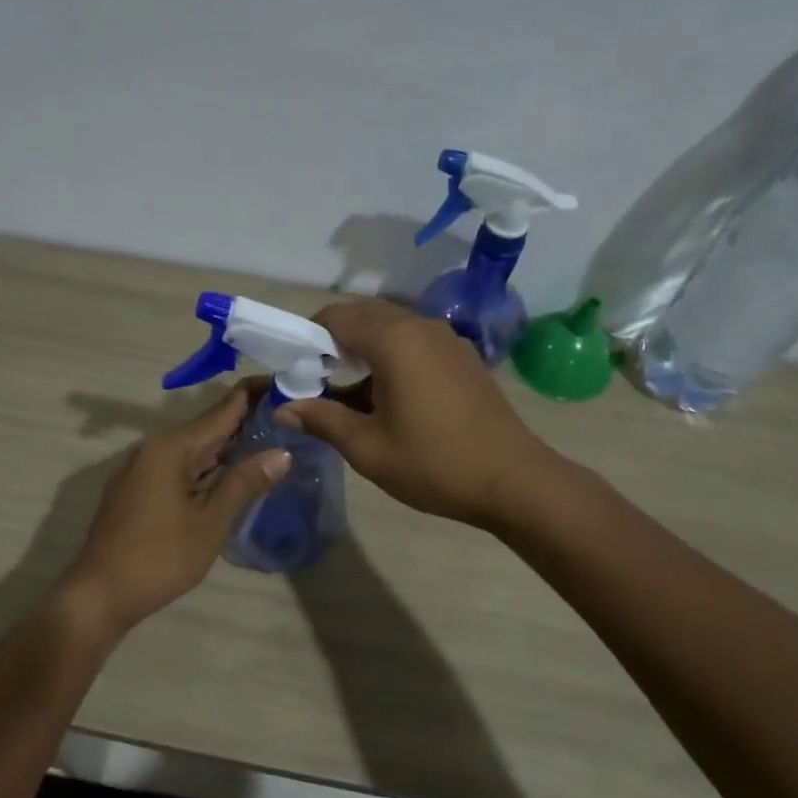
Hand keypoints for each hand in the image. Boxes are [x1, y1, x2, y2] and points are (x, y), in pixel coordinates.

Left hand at [58, 381, 289, 634]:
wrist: (99, 594)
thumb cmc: (159, 558)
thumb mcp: (210, 522)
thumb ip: (245, 483)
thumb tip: (282, 453)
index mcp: (173, 447)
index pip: (223, 409)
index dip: (255, 395)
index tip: (288, 382)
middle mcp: (155, 448)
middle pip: (209, 426)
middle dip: (248, 420)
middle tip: (291, 415)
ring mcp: (144, 469)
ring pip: (195, 449)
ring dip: (229, 445)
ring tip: (272, 438)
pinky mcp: (140, 490)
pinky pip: (182, 467)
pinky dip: (210, 466)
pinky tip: (233, 473)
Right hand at [275, 299, 551, 525]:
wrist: (514, 480)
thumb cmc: (434, 463)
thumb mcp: (368, 447)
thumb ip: (321, 420)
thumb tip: (283, 409)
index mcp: (394, 340)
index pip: (336, 317)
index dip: (307, 339)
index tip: (295, 372)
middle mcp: (421, 326)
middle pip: (363, 317)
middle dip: (333, 344)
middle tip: (317, 384)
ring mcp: (447, 339)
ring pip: (390, 329)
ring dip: (363, 352)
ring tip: (349, 396)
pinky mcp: (463, 357)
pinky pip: (415, 343)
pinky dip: (391, 358)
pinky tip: (388, 398)